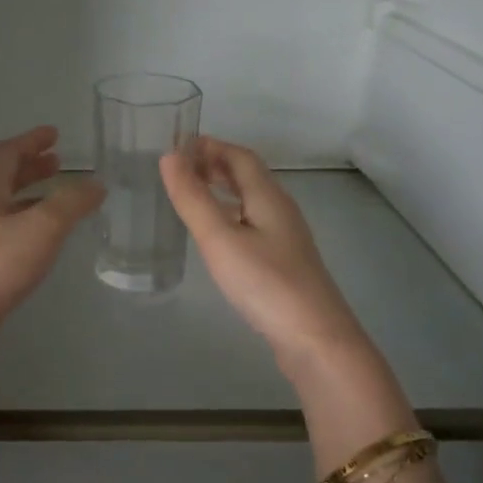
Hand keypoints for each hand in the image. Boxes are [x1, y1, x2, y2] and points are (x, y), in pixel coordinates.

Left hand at [0, 126, 103, 341]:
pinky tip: (38, 244)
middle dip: (30, 168)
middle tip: (57, 163)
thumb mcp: (42, 229)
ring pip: (1, 208)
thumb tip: (95, 184)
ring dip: (28, 198)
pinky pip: (2, 235)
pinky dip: (24, 227)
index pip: (6, 153)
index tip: (53, 134)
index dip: (31, 141)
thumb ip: (71, 204)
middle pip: (1, 179)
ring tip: (56, 200)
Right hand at [160, 137, 366, 366]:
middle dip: (215, 165)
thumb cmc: (265, 283)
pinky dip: (230, 216)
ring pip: (251, 202)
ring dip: (222, 190)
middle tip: (180, 168)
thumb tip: (169, 156)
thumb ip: (193, 199)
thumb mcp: (220, 239)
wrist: (314, 337)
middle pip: (248, 177)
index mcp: (268, 197)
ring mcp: (285, 238)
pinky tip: (218, 236)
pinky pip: (253, 225)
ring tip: (193, 194)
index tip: (178, 145)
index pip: (240, 157)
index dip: (210, 146)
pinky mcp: (283, 263)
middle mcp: (281, 210)